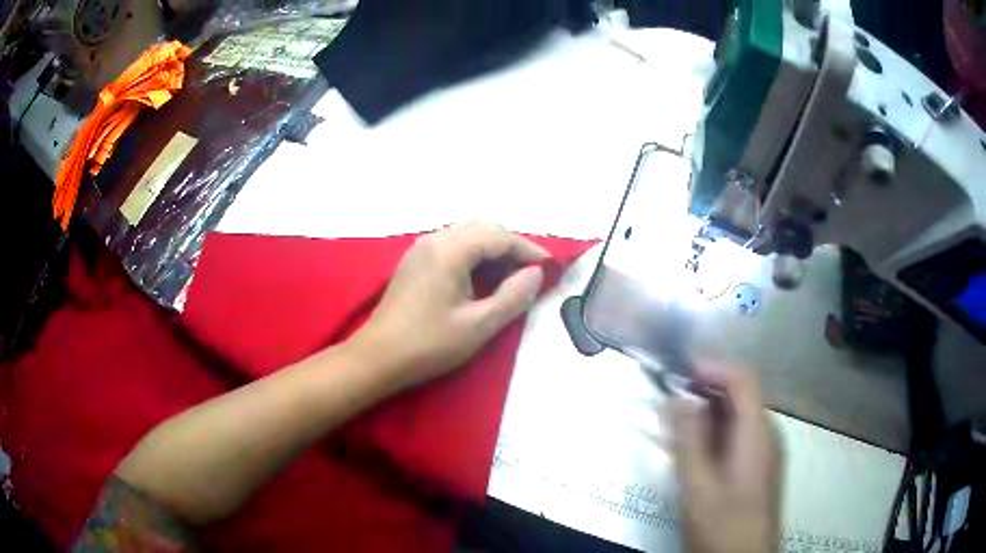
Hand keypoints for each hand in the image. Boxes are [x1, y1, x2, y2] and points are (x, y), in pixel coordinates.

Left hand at [349, 222, 548, 390]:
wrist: (377, 357)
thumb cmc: (428, 344)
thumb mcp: (478, 325)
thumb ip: (513, 297)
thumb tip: (536, 274)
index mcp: (450, 249)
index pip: (499, 237)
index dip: (528, 250)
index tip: (550, 268)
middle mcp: (434, 239)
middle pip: (483, 230)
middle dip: (511, 248)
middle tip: (532, 275)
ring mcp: (421, 248)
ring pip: (467, 235)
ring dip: (492, 251)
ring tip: (511, 278)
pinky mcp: (414, 261)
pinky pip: (452, 246)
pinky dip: (473, 256)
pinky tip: (481, 279)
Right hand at [669, 364, 782, 552]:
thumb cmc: (723, 526)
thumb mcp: (698, 488)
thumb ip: (688, 442)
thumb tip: (675, 400)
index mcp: (758, 433)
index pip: (742, 379)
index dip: (712, 367)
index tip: (678, 370)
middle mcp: (768, 434)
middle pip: (741, 395)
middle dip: (705, 389)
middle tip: (669, 398)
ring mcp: (766, 450)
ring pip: (739, 415)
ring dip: (708, 411)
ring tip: (676, 424)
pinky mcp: (760, 465)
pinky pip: (739, 434)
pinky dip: (716, 431)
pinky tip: (695, 448)